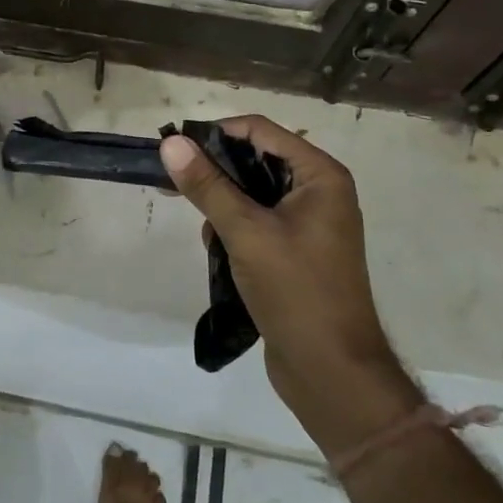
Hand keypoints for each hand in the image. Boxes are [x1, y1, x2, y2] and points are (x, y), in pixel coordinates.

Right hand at [159, 119, 415, 450]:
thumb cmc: (296, 291)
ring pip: (252, 192)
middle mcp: (318, 191)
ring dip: (224, 206)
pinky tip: (220, 253)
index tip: (176, 151)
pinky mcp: (296, 251)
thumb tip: (170, 142)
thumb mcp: (246, 232)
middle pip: (255, 159)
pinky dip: (234, 229)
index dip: (216, 134)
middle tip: (176, 186)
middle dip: (217, 173)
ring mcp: (309, 223)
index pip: (260, 130)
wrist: (332, 372)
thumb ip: (207, 185)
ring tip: (209, 234)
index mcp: (319, 175)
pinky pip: (257, 221)